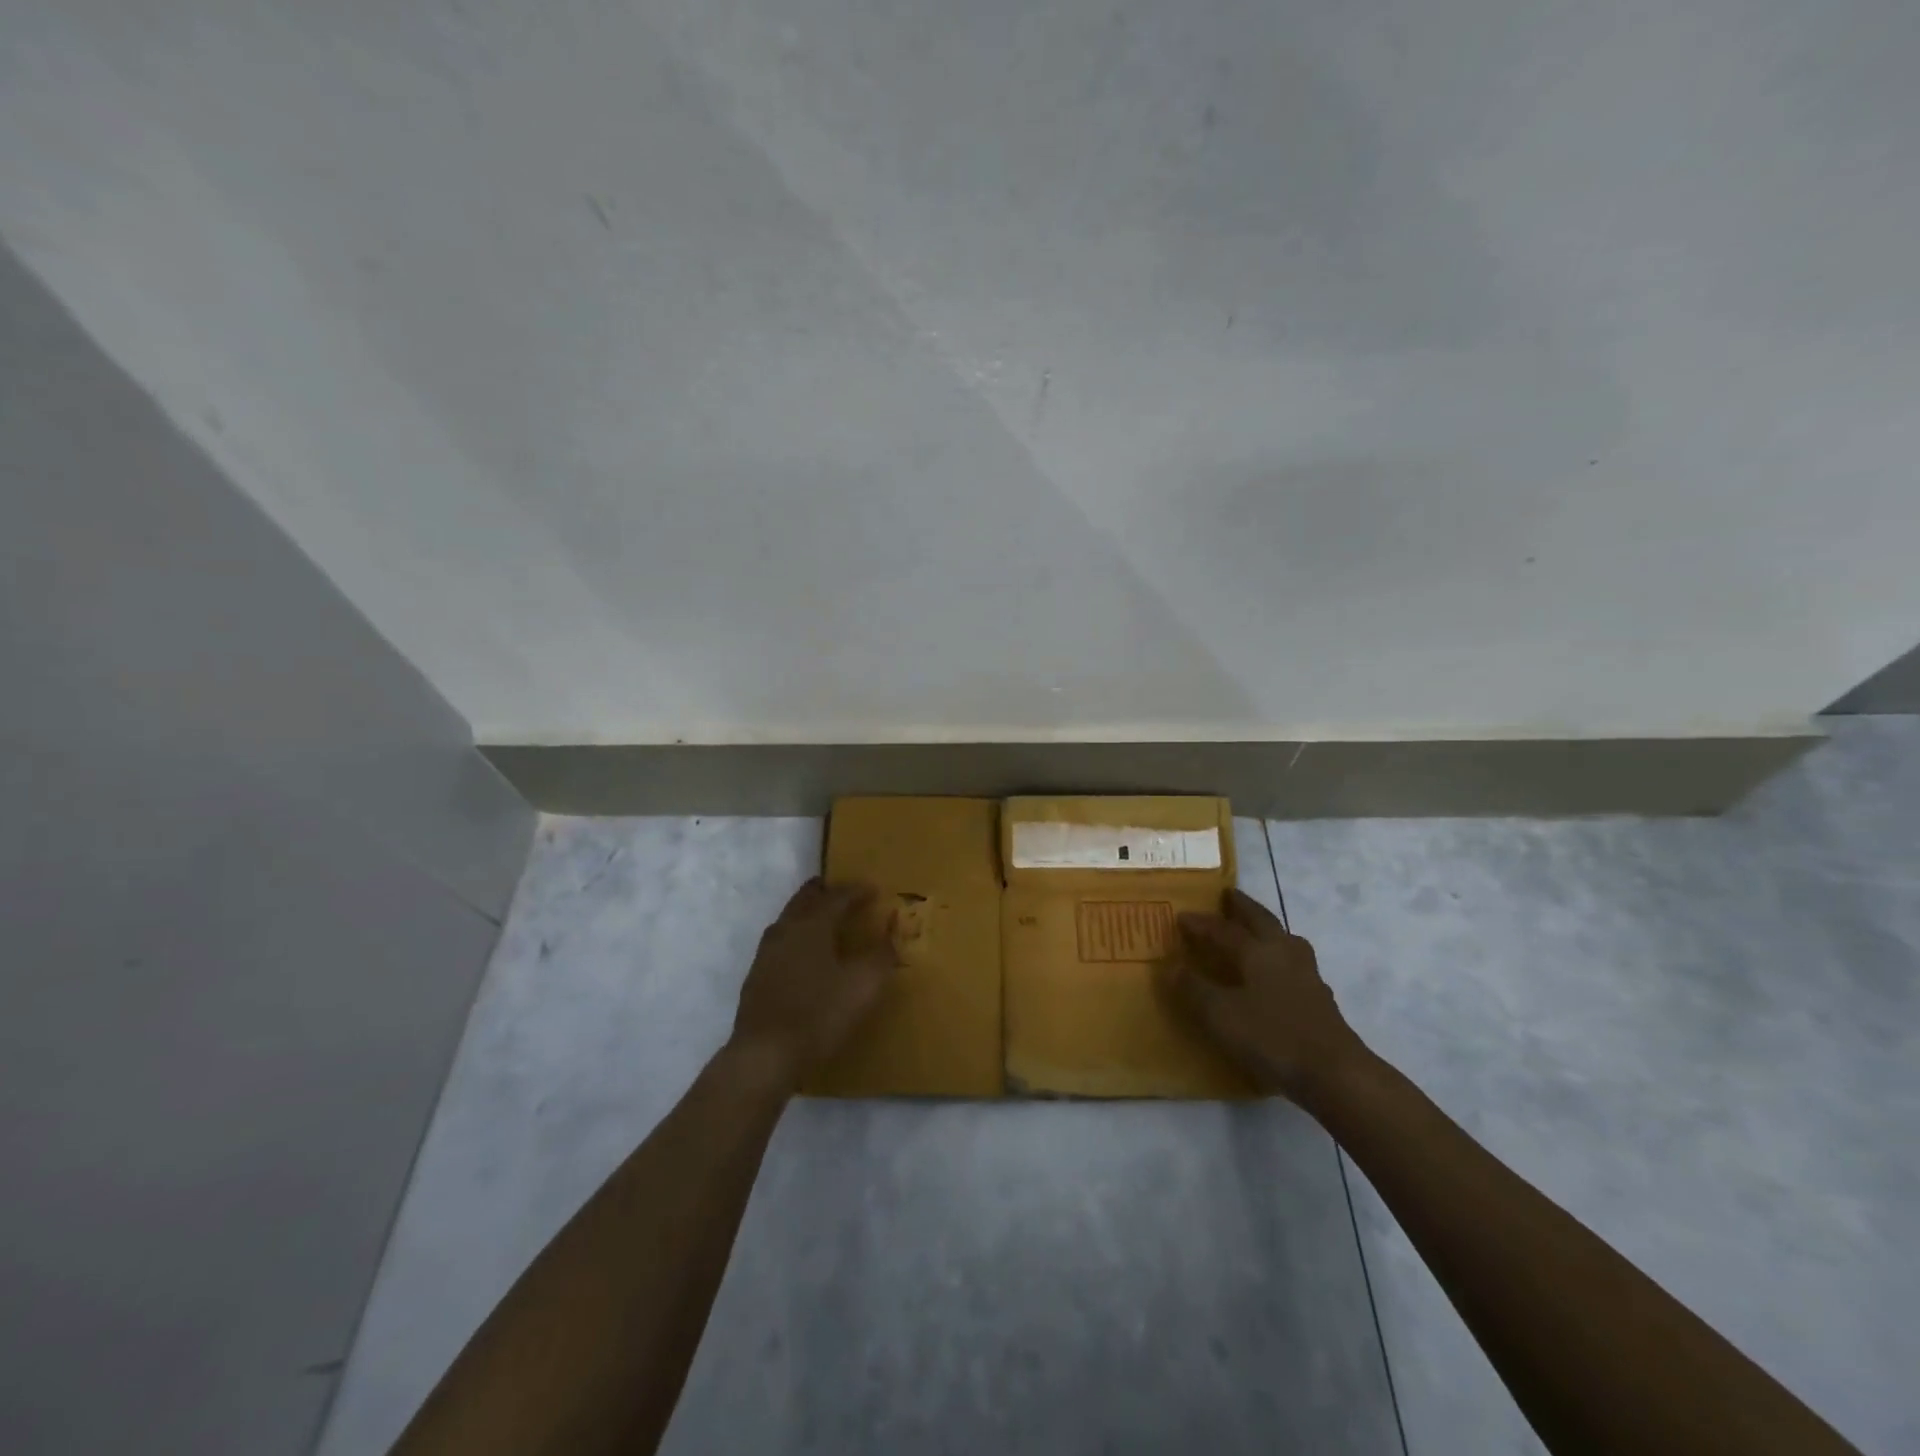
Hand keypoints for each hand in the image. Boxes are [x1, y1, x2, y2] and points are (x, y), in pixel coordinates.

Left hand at [727, 878, 896, 1092]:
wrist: (765, 1055)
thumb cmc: (819, 1014)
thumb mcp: (863, 985)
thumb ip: (881, 955)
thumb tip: (892, 930)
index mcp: (812, 924)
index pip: (837, 896)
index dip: (857, 891)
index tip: (874, 889)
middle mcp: (786, 929)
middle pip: (806, 899)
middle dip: (826, 892)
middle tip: (844, 892)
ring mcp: (767, 952)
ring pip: (790, 918)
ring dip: (809, 912)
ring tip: (826, 919)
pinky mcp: (757, 975)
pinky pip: (781, 940)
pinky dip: (797, 935)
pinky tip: (804, 953)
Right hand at [1164, 888, 1368, 1102]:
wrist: (1334, 1073)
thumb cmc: (1272, 1037)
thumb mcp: (1221, 1015)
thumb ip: (1194, 989)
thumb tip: (1171, 966)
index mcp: (1258, 951)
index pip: (1224, 930)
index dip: (1202, 923)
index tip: (1182, 916)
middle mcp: (1284, 953)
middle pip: (1262, 921)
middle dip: (1244, 907)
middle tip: (1229, 896)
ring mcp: (1307, 975)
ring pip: (1286, 940)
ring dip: (1268, 930)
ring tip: (1257, 931)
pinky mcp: (1321, 999)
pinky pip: (1295, 965)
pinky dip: (1281, 959)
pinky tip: (1278, 976)